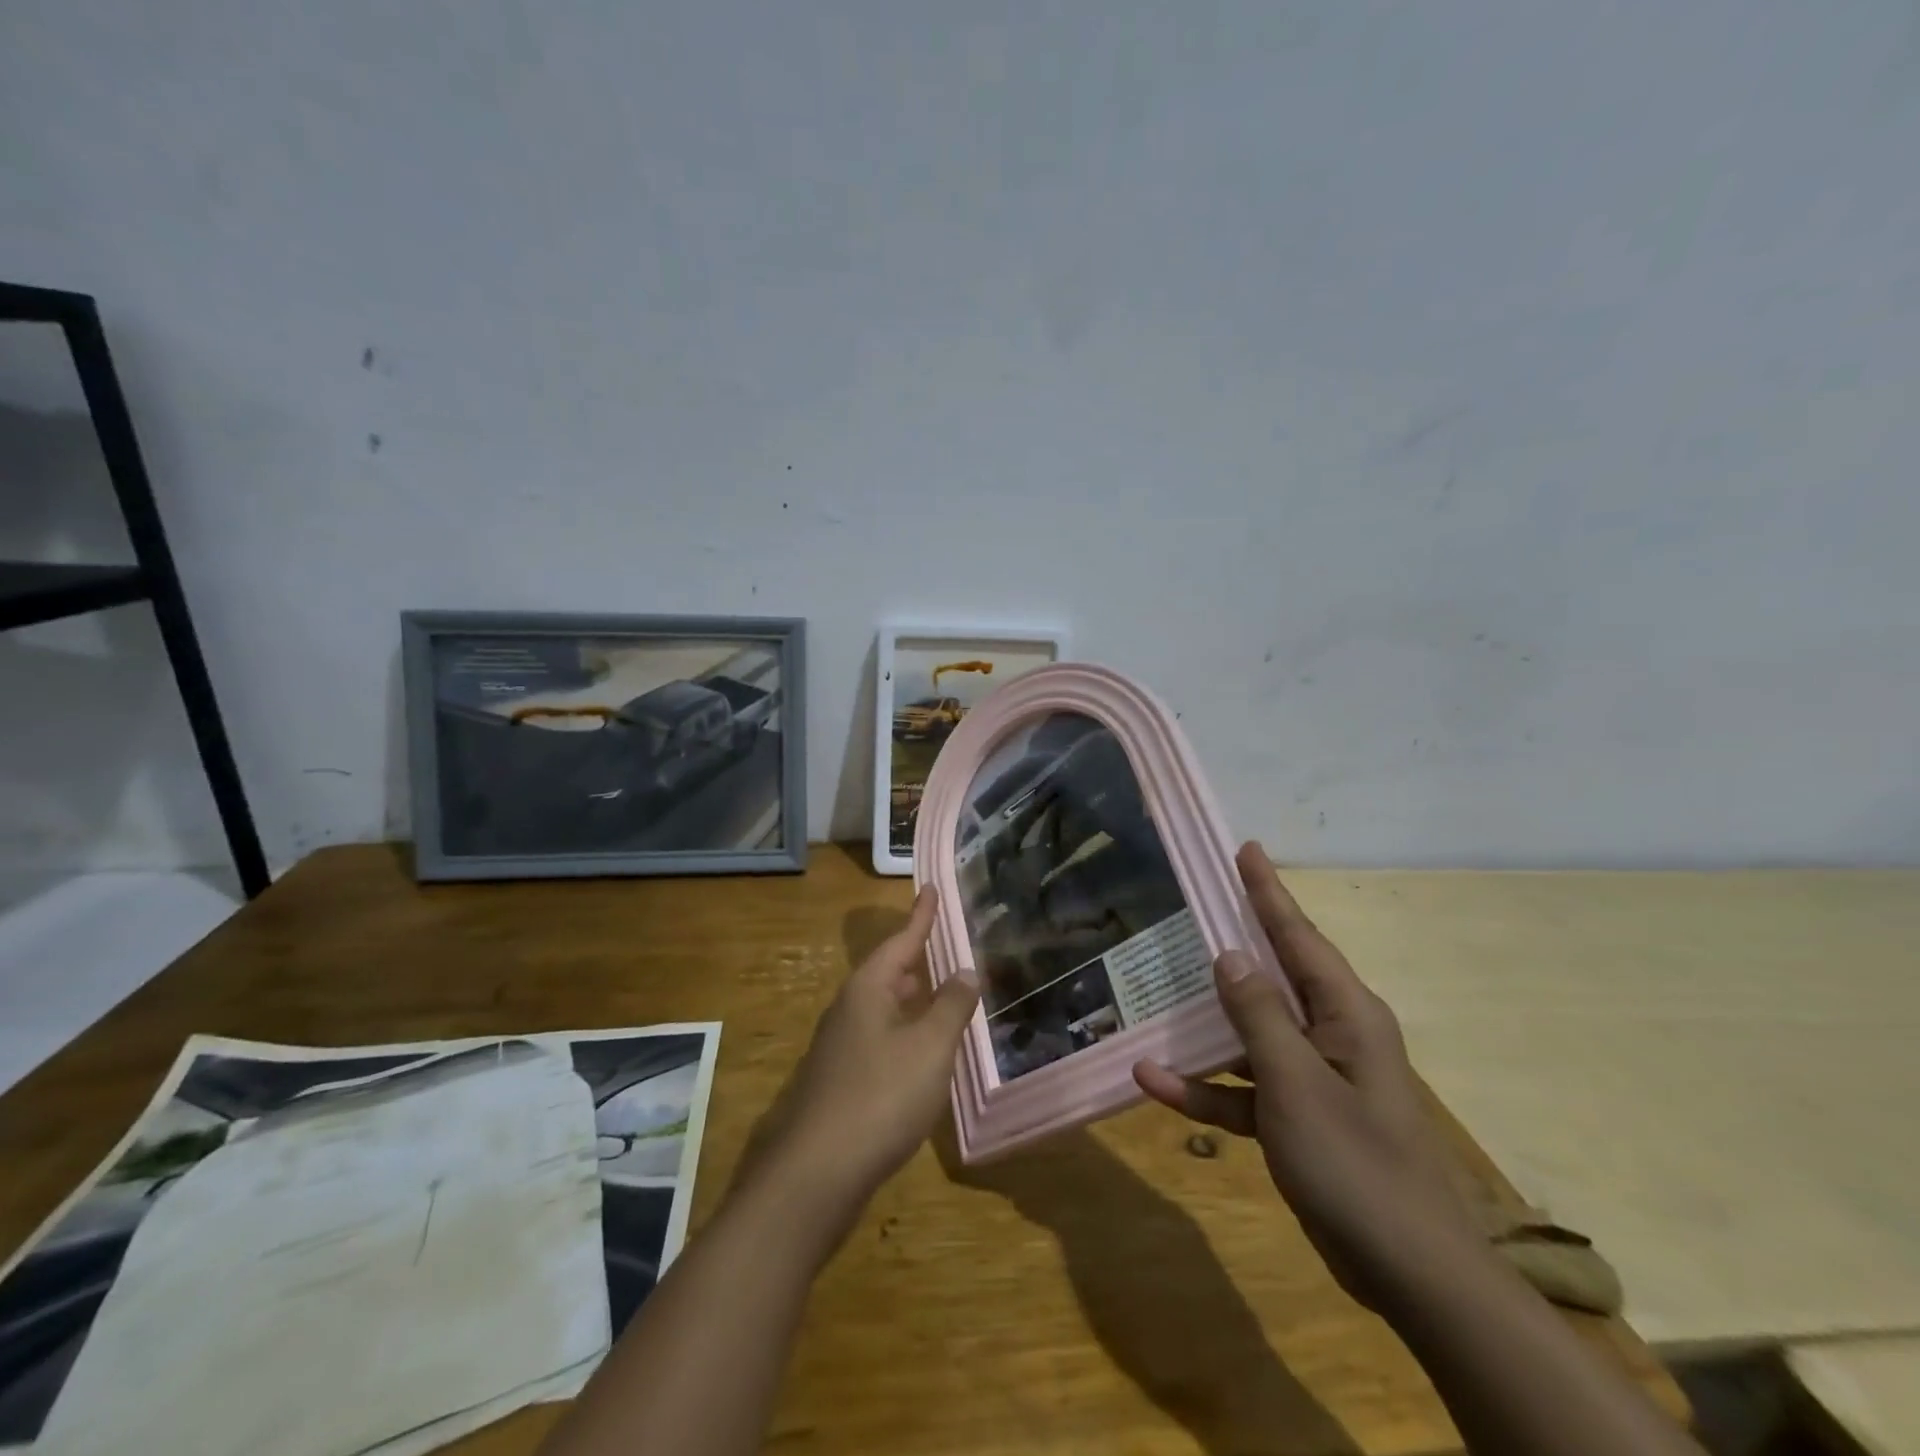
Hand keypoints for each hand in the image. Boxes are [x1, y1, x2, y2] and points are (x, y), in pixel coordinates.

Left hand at [736, 888, 978, 1234]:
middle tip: (946, 945)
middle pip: (889, 972)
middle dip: (917, 958)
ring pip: (884, 1008)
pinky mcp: (841, 1081)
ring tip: (942, 994)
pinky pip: (881, 1039)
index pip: (902, 940)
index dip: (921, 915)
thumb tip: (965, 971)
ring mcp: (841, 1046)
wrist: (817, 1172)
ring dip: (913, 998)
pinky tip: (923, 1053)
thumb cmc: (881, 1096)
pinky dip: (906, 1033)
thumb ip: (951, 1006)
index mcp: (869, 989)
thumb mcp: (930, 1047)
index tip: (931, 888)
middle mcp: (850, 1009)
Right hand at [1134, 843, 1486, 1312]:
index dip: (1268, 891)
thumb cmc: (1355, 1164)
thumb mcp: (1296, 1083)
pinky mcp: (1299, 1117)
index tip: (1247, 849)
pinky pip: (1245, 1087)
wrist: (1409, 1275)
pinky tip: (1155, 1082)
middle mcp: (1332, 1034)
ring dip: (1206, 1024)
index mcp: (1345, 1014)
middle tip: (1194, 905)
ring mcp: (1314, 1076)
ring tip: (1156, 992)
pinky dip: (1207, 1086)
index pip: (1298, 936)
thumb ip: (1259, 1014)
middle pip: (1272, 976)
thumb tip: (1229, 954)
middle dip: (1232, 944)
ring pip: (1251, 1032)